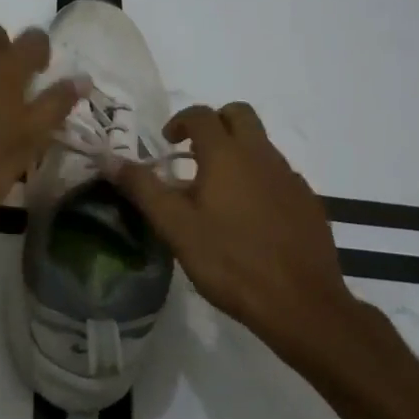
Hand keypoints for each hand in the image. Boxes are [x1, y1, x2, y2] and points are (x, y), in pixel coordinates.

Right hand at [113, 102, 357, 343]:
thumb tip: (109, 159)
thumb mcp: (176, 227)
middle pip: (240, 114)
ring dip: (237, 152)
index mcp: (227, 154)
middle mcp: (262, 155)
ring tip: (217, 191)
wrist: (301, 305)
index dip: (180, 121)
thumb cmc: (230, 261)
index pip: (201, 114)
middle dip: (215, 123)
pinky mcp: (308, 202)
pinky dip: (259, 180)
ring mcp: (290, 178)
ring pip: (261, 145)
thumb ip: (143, 188)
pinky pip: (279, 175)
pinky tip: (250, 217)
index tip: (167, 143)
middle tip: (194, 153)